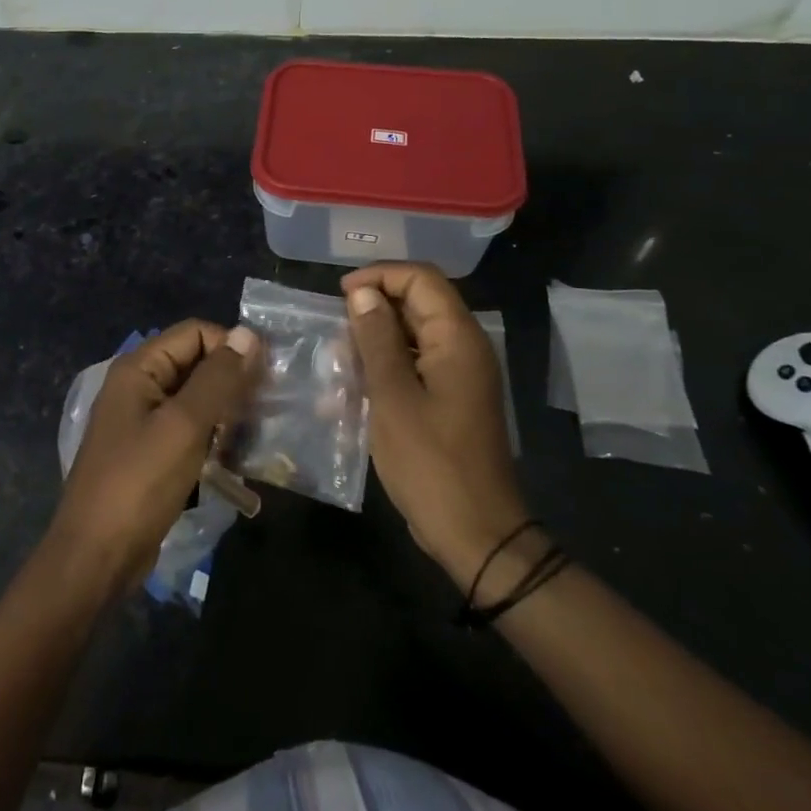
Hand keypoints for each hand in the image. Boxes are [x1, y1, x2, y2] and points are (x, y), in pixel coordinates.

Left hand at [48, 320, 262, 603]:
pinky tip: (235, 455)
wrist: (96, 558)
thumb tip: (248, 333)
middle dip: (232, 379)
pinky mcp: (150, 452)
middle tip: (267, 407)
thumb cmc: (139, 484)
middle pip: (196, 362)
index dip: (231, 347)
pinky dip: (212, 435)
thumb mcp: (184, 426)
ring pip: (196, 397)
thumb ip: (217, 378)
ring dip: (226, 410)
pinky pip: (188, 428)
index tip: (264, 378)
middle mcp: (138, 385)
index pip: (195, 333)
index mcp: (139, 368)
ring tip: (256, 432)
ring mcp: (142, 420)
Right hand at [343, 263, 529, 590]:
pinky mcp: (450, 398)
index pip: (421, 278)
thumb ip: (377, 339)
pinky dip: (385, 368)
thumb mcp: (393, 397)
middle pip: (417, 303)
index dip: (379, 276)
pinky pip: (415, 364)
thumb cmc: (431, 464)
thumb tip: (362, 294)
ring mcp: (459, 374)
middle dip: (373, 310)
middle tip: (335, 334)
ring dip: (374, 341)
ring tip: (338, 364)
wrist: (476, 534)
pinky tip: (353, 391)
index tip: (340, 296)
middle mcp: (464, 347)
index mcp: (458, 338)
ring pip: (412, 335)